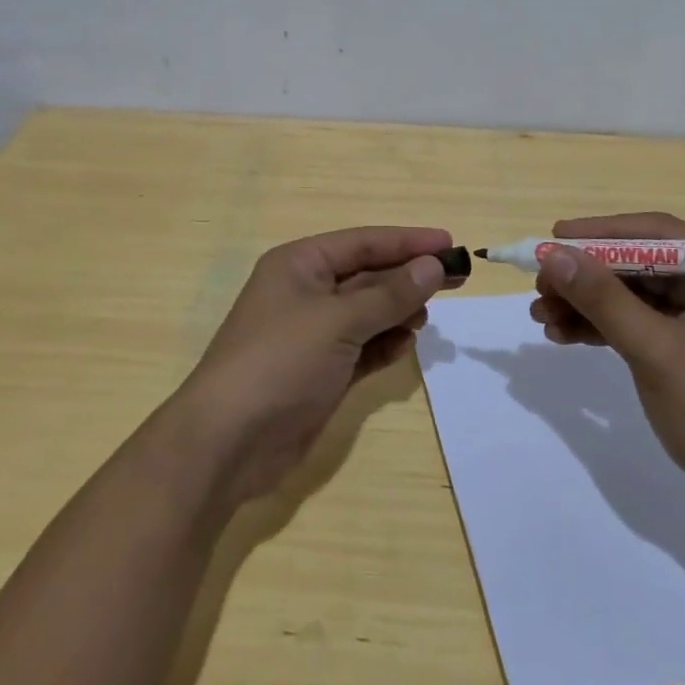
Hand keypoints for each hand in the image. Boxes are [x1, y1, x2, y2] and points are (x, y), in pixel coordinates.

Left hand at [180, 225, 456, 505]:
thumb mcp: (339, 321)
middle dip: (408, 278)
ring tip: (424, 319)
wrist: (227, 443)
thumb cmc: (280, 362)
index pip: (363, 242)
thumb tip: (432, 265)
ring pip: (368, 312)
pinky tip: (404, 345)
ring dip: (397, 313)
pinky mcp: (320, 371)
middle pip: (369, 276)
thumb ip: (390, 294)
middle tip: (457, 279)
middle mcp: (306, 292)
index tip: (449, 242)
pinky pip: (362, 347)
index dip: (407, 241)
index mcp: (300, 265)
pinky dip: (384, 344)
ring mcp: (313, 334)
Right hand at [530, 212, 684, 528]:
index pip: (657, 234)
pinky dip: (601, 329)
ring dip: (586, 305)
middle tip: (541, 284)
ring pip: (632, 298)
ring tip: (541, 315)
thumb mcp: (656, 351)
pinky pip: (637, 327)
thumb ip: (603, 300)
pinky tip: (563, 335)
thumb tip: (552, 254)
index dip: (602, 233)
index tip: (556, 235)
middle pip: (639, 266)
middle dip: (587, 276)